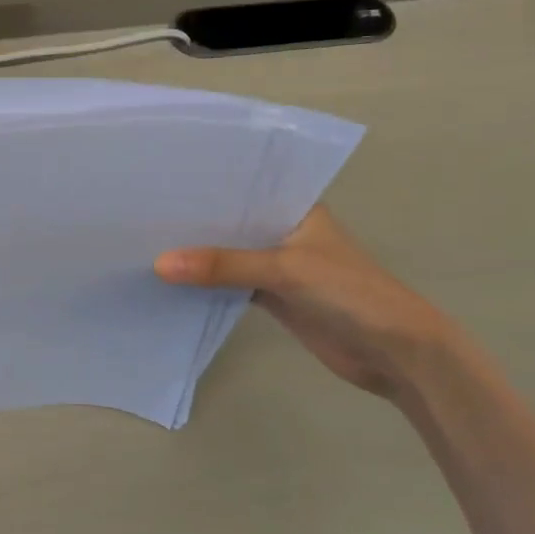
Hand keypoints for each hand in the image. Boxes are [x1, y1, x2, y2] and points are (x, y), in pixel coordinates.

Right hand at [155, 207, 451, 399]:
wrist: (393, 351)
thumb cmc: (349, 293)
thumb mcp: (285, 270)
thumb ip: (224, 266)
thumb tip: (159, 264)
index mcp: (297, 208)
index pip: (245, 189)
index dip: (206, 187)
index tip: (161, 182)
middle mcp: (285, 232)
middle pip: (232, 224)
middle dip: (194, 223)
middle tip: (141, 215)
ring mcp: (279, 266)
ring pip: (229, 256)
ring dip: (198, 256)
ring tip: (145, 243)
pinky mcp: (273, 297)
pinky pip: (230, 285)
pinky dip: (206, 285)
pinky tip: (171, 281)